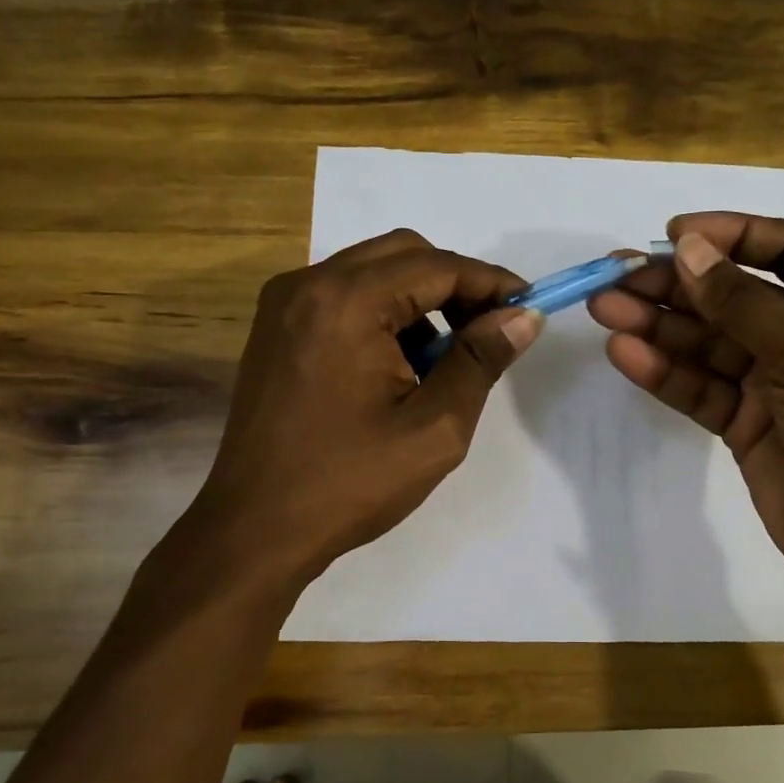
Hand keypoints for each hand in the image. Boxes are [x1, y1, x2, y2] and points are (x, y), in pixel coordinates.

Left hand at [183, 229, 542, 591]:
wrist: (255, 529)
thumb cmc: (349, 484)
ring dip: (418, 300)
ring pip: (372, 271)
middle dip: (455, 285)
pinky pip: (343, 296)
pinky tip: (397, 366)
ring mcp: (284, 304)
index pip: (437, 266)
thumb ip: (480, 360)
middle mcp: (308, 284)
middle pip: (403, 253)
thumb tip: (524, 316)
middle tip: (489, 332)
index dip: (490, 283)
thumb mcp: (434, 428)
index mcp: (346, 303)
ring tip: (441, 361)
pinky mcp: (275, 327)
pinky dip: (382, 314)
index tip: (528, 308)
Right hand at [590, 212, 783, 634]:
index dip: (731, 234)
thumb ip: (744, 302)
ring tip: (605, 309)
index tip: (674, 233)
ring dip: (659, 326)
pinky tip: (625, 354)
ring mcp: (779, 385)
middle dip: (678, 285)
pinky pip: (703, 389)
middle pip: (736, 296)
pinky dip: (666, 372)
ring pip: (710, 344)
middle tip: (618, 278)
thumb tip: (687, 248)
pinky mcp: (749, 428)